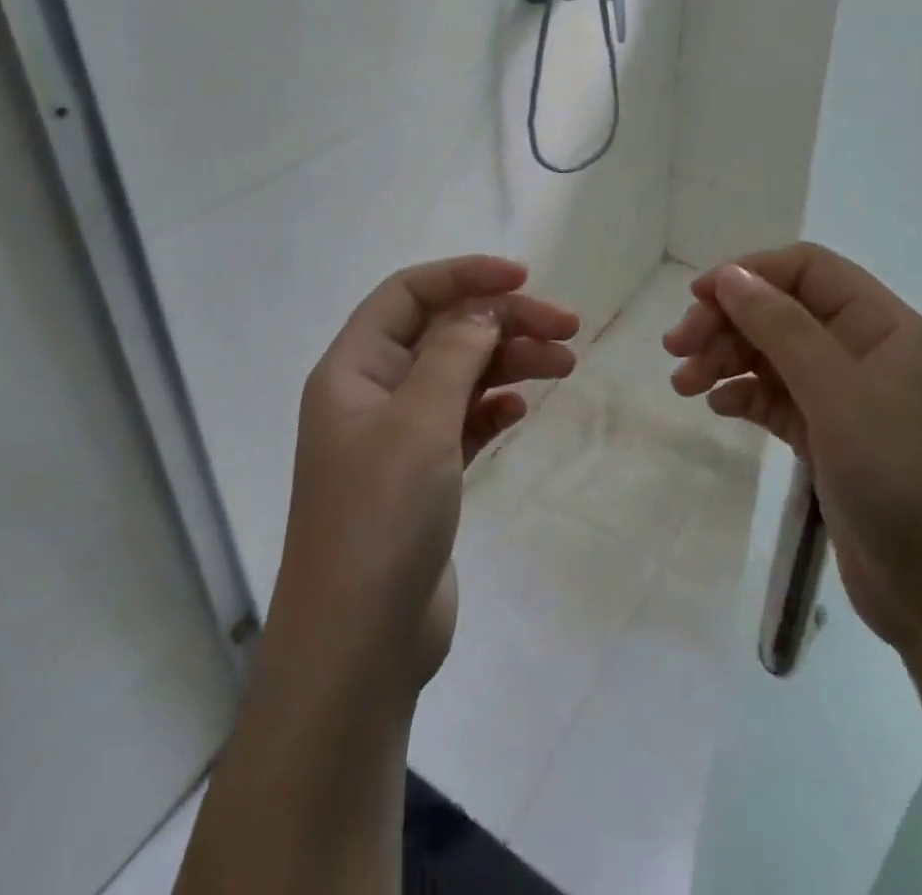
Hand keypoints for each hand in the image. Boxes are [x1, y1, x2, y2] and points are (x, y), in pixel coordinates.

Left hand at [272, 255, 579, 696]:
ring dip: (510, 361)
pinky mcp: (424, 475)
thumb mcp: (419, 421)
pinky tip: (524, 407)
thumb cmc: (380, 516)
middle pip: (444, 332)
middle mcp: (373, 393)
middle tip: (568, 326)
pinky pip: (465, 420)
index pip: (409, 294)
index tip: (524, 278)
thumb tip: (483, 309)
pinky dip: (495, 406)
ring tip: (566, 362)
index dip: (464, 275)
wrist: (360, 646)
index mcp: (354, 368)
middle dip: (504, 321)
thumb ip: (454, 353)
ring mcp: (399, 436)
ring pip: (461, 375)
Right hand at [663, 243, 921, 649]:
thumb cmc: (900, 476)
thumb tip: (730, 275)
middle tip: (676, 348)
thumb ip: (782, 327)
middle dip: (727, 321)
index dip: (750, 272)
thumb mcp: (838, 392)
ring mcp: (845, 397)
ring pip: (772, 355)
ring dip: (725, 359)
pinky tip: (717, 407)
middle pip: (781, 311)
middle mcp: (863, 351)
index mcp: (881, 325)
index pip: (807, 269)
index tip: (698, 297)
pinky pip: (775, 399)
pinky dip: (744, 395)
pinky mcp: (828, 439)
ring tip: (683, 384)